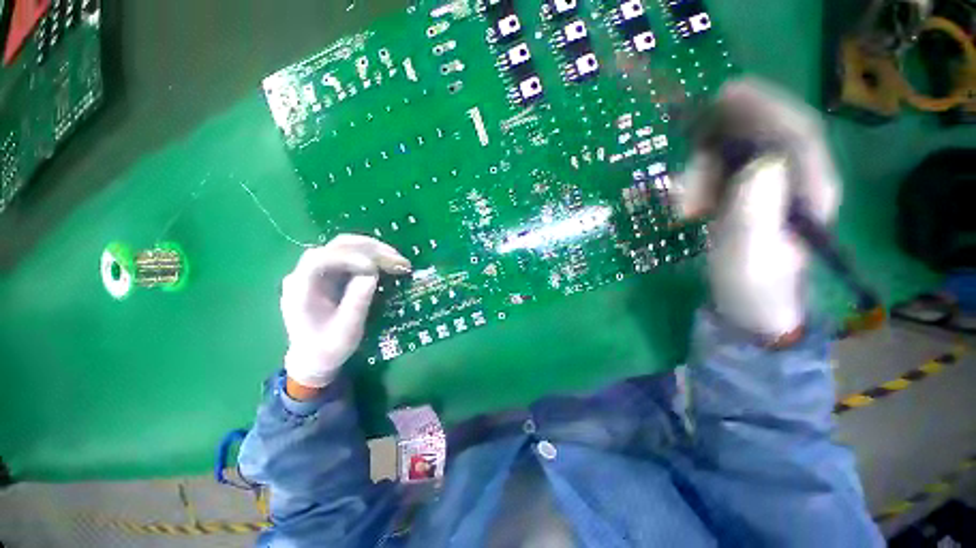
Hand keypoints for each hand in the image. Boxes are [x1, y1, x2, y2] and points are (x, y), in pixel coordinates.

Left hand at [281, 235, 410, 390]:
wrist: (313, 359)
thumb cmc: (327, 348)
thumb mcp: (346, 330)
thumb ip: (357, 302)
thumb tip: (372, 274)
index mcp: (301, 289)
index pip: (320, 259)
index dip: (348, 258)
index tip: (374, 269)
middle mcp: (307, 274)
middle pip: (337, 247)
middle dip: (371, 250)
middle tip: (398, 260)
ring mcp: (320, 272)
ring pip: (347, 248)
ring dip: (375, 251)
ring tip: (398, 260)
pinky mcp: (332, 274)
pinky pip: (353, 257)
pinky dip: (374, 257)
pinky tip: (388, 264)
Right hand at [679, 79, 840, 341]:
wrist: (749, 305)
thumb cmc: (753, 285)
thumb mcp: (750, 254)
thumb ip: (755, 212)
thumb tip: (759, 163)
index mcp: (809, 190)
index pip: (793, 132)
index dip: (763, 106)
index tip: (725, 93)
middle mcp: (792, 180)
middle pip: (755, 139)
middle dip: (713, 155)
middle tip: (684, 189)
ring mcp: (766, 187)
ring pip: (730, 157)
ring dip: (698, 175)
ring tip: (683, 209)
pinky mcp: (744, 196)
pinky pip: (718, 173)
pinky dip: (695, 183)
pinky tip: (686, 207)